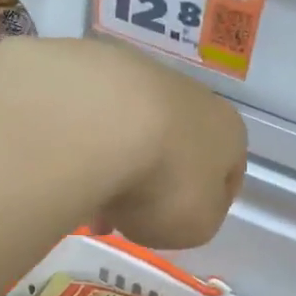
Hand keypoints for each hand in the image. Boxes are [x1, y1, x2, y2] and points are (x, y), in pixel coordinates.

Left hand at [0, 39, 247, 250]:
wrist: (100, 121)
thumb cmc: (164, 181)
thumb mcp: (196, 226)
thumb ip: (198, 219)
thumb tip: (182, 209)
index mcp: (228, 132)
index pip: (228, 173)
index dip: (204, 205)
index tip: (175, 228)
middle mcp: (192, 97)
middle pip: (176, 151)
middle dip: (152, 187)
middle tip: (121, 219)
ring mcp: (142, 77)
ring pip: (133, 132)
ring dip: (115, 164)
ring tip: (83, 197)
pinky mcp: (93, 67)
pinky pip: (95, 117)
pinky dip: (85, 142)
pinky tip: (67, 164)